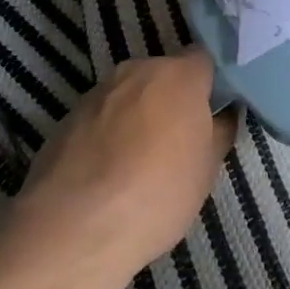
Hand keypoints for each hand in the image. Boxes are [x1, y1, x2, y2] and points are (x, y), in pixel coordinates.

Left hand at [13, 49, 237, 280]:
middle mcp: (136, 71)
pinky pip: (101, 117)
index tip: (215, 111)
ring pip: (130, 95)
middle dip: (173, 99)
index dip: (211, 83)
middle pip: (164, 75)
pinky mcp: (66, 117)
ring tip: (140, 161)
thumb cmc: (157, 193)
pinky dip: (108, 134)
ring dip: (138, 115)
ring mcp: (97, 92)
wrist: (73, 228)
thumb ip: (219, 131)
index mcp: (178, 74)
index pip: (204, 60)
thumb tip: (222, 115)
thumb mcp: (207, 168)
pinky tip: (107, 173)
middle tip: (180, 139)